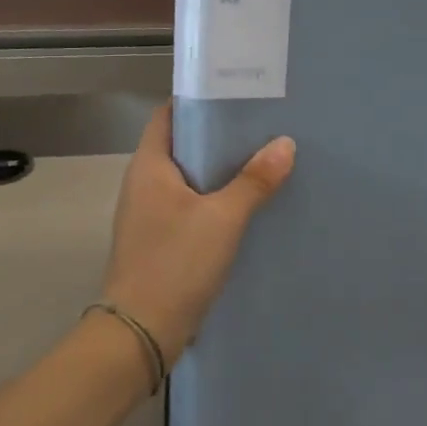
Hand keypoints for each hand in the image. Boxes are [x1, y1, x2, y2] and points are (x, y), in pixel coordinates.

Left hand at [101, 105, 295, 364]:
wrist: (141, 332)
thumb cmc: (175, 263)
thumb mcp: (222, 219)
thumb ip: (254, 181)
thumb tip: (285, 143)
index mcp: (149, 167)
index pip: (168, 115)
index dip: (197, 100)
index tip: (236, 93)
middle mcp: (143, 184)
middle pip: (181, 146)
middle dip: (218, 136)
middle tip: (261, 126)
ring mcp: (149, 215)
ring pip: (188, 179)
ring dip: (219, 171)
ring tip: (261, 160)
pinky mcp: (160, 240)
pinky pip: (190, 207)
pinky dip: (214, 200)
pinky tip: (246, 206)